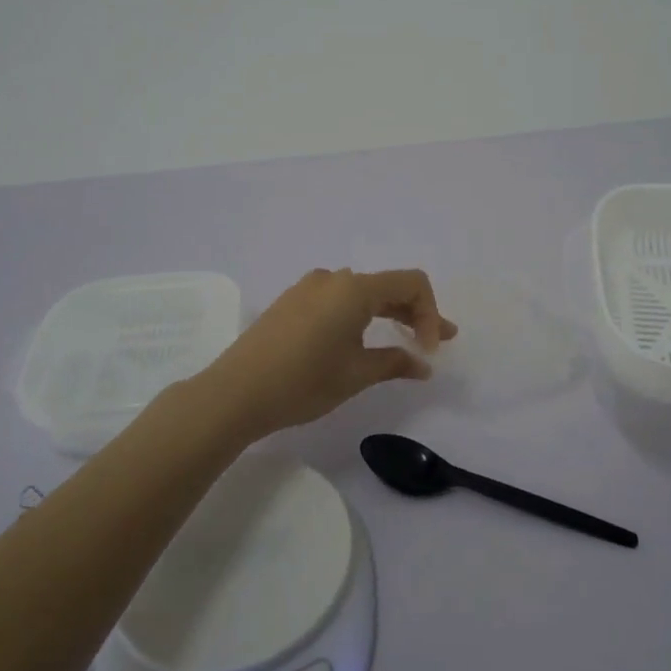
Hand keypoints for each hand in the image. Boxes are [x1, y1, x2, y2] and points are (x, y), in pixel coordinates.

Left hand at [195, 268, 457, 441]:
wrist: (235, 392)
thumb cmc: (303, 381)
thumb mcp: (356, 374)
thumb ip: (395, 362)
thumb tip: (423, 365)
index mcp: (354, 288)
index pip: (411, 283)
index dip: (430, 313)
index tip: (429, 350)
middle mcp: (333, 278)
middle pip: (387, 286)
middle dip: (415, 313)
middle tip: (434, 343)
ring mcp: (309, 288)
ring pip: (362, 293)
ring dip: (388, 313)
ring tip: (403, 339)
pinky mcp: (292, 302)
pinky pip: (338, 300)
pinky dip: (360, 315)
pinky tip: (362, 338)